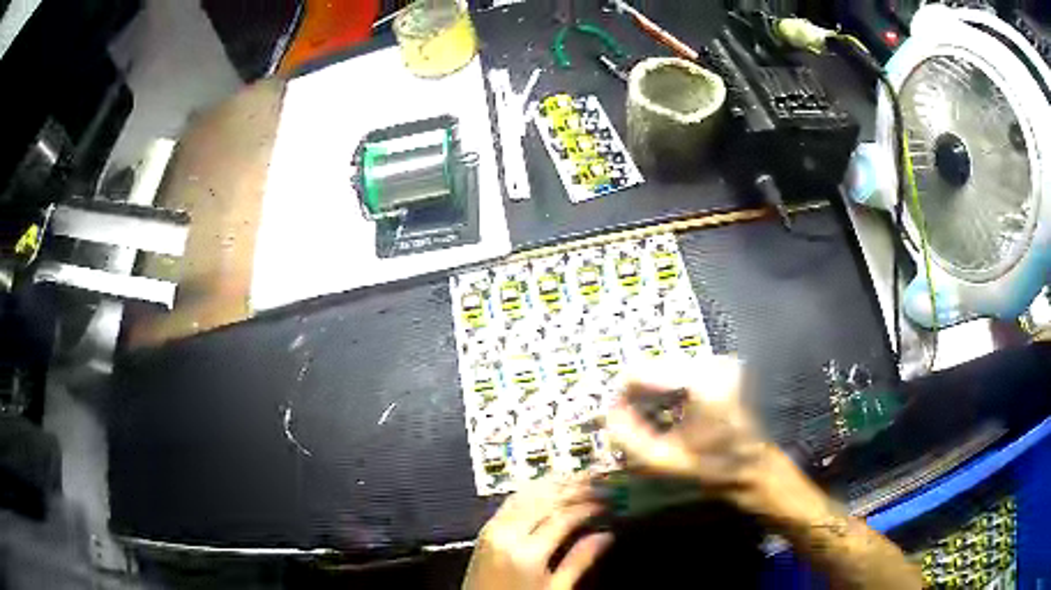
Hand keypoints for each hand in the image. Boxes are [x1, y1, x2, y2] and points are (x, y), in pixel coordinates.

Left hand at [463, 476, 612, 589]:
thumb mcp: (554, 589)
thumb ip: (578, 562)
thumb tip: (604, 537)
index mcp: (527, 553)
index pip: (563, 517)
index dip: (588, 506)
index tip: (606, 502)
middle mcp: (506, 534)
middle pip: (544, 499)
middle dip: (573, 487)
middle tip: (596, 480)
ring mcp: (492, 529)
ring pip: (526, 494)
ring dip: (552, 483)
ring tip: (576, 477)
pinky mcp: (485, 530)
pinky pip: (510, 501)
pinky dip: (531, 490)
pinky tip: (545, 487)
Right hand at [605, 356, 777, 512]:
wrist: (755, 467)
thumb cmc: (714, 467)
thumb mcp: (666, 460)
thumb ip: (630, 437)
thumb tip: (609, 413)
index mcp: (700, 381)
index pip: (641, 372)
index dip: (622, 394)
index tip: (615, 416)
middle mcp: (711, 362)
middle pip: (655, 367)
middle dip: (639, 393)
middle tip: (633, 421)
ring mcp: (719, 362)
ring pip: (667, 367)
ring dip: (654, 391)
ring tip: (652, 418)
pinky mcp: (723, 367)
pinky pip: (682, 370)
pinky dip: (670, 388)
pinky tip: (671, 410)